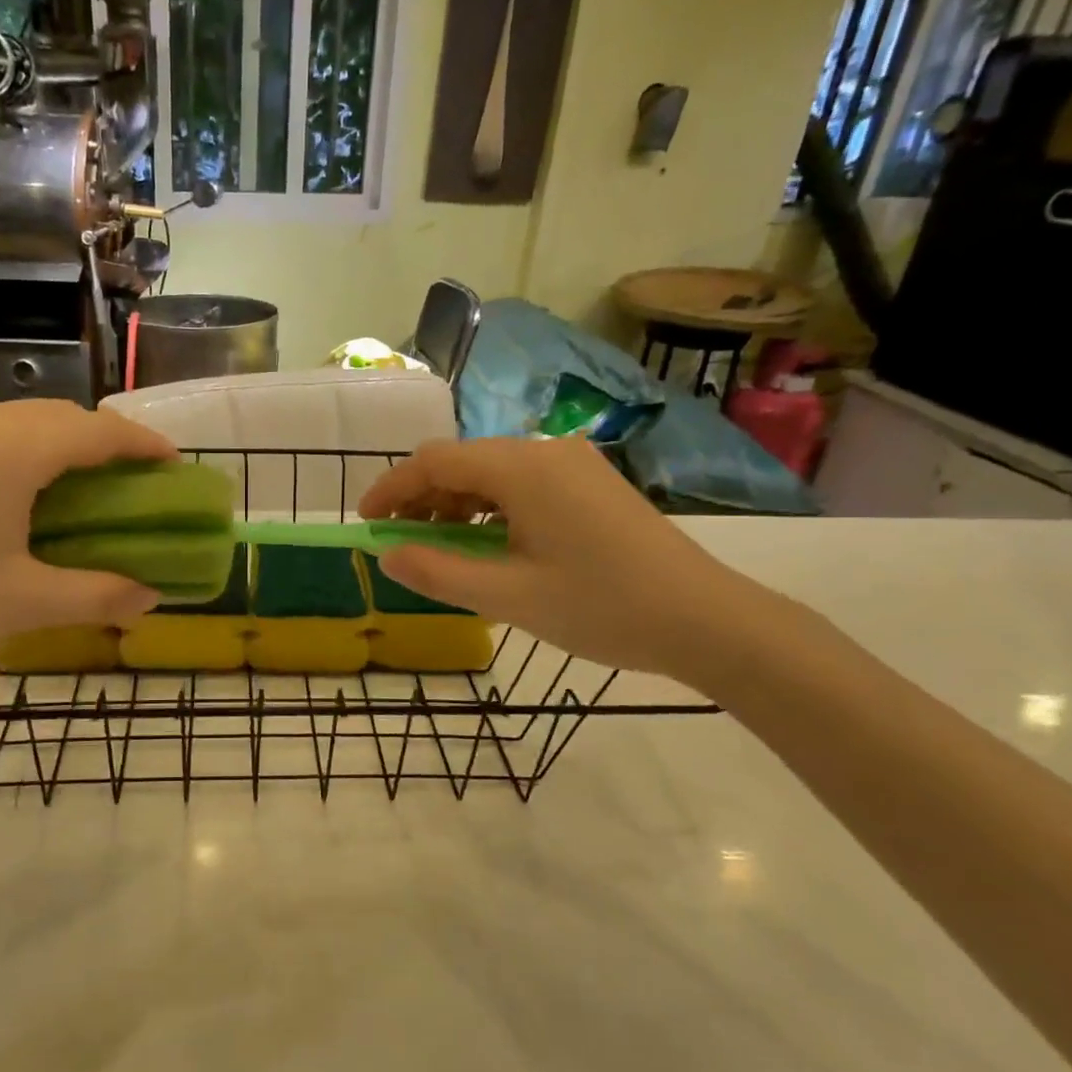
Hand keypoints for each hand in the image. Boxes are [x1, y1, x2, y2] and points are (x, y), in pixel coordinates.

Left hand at [0, 400, 176, 674]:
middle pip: (65, 418)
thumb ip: (97, 596)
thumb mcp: (21, 601)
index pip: (101, 431)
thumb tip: (150, 598)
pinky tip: (23, 492)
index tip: (177, 467)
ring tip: (86, 488)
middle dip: (109, 444)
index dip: (146, 445)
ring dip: (66, 445)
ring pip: (27, 421)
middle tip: (136, 484)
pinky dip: (28, 451)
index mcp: (15, 449)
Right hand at [358, 436, 760, 680]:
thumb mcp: (508, 597)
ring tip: (436, 549)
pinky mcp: (589, 483)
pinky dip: (488, 509)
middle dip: (420, 499)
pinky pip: (520, 485)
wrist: (706, 620)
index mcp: (522, 467)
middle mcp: (545, 450)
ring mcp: (572, 464)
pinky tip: (485, 544)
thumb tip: (386, 557)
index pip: (434, 461)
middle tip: (398, 544)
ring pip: (490, 473)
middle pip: (461, 462)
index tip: (365, 523)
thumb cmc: (602, 607)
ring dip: (453, 505)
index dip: (391, 489)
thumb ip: (437, 573)